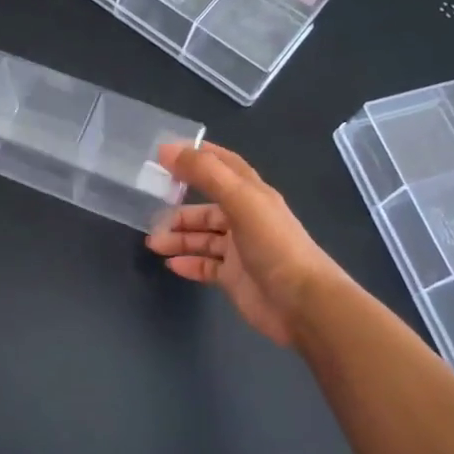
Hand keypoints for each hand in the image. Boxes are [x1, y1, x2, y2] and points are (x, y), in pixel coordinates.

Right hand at [146, 142, 343, 347]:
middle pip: (207, 208)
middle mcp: (246, 219)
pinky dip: (188, 263)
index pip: (224, 165)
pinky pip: (205, 266)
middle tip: (151, 214)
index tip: (167, 153)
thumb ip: (205, 173)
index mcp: (252, 195)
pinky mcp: (235, 278)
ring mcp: (240, 250)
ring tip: (153, 243)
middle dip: (180, 209)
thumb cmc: (273, 245)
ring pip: (203, 238)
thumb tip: (167, 150)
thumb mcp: (240, 200)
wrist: (302, 303)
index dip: (199, 156)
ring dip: (178, 238)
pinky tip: (170, 264)